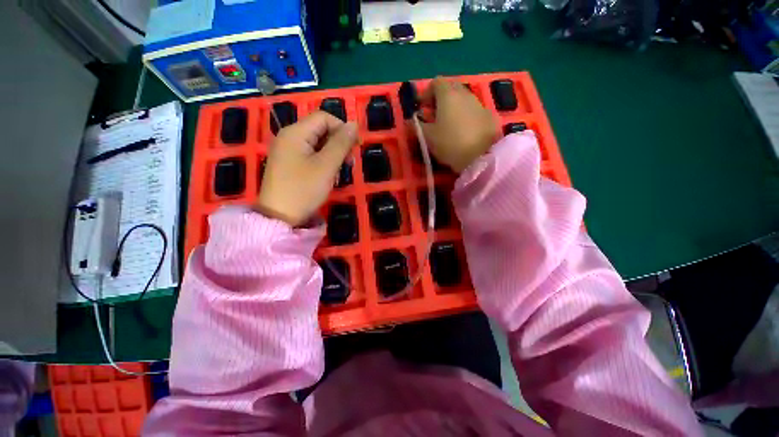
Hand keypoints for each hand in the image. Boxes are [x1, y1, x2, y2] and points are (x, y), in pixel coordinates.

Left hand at [255, 111, 358, 225]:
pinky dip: (323, 162)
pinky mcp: (289, 164)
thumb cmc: (304, 189)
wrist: (280, 217)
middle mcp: (289, 137)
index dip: (343, 128)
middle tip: (350, 163)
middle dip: (338, 143)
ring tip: (340, 171)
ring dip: (332, 154)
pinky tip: (328, 175)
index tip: (357, 146)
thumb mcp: (327, 165)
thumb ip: (341, 143)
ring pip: (317, 144)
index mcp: (296, 132)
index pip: (324, 118)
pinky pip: (310, 155)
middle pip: (320, 130)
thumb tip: (353, 124)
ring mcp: (287, 151)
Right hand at [419, 77, 498, 172]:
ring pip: (463, 99)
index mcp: (448, 95)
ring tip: (448, 126)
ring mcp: (479, 104)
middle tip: (434, 115)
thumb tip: (411, 121)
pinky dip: (465, 116)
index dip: (427, 93)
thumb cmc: (450, 144)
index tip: (422, 108)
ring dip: (453, 108)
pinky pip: (473, 110)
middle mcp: (465, 94)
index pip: (436, 82)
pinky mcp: (489, 116)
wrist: (482, 156)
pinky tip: (463, 132)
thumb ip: (417, 127)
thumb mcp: (428, 137)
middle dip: (440, 99)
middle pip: (451, 88)